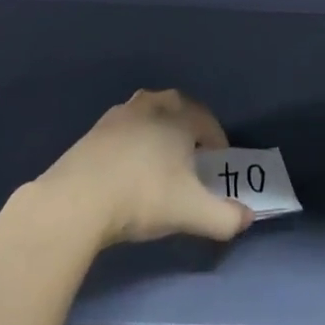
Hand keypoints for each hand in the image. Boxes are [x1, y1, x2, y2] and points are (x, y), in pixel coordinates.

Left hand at [35, 89, 251, 248]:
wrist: (76, 200)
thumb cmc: (143, 196)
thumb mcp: (191, 212)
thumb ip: (225, 217)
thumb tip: (248, 218)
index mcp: (178, 118)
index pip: (206, 120)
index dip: (217, 139)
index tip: (220, 161)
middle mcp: (150, 107)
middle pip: (176, 106)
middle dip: (188, 125)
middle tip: (192, 153)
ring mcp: (118, 116)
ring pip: (147, 113)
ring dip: (158, 128)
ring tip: (160, 156)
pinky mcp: (93, 132)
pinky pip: (123, 129)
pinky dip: (133, 141)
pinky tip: (129, 167)